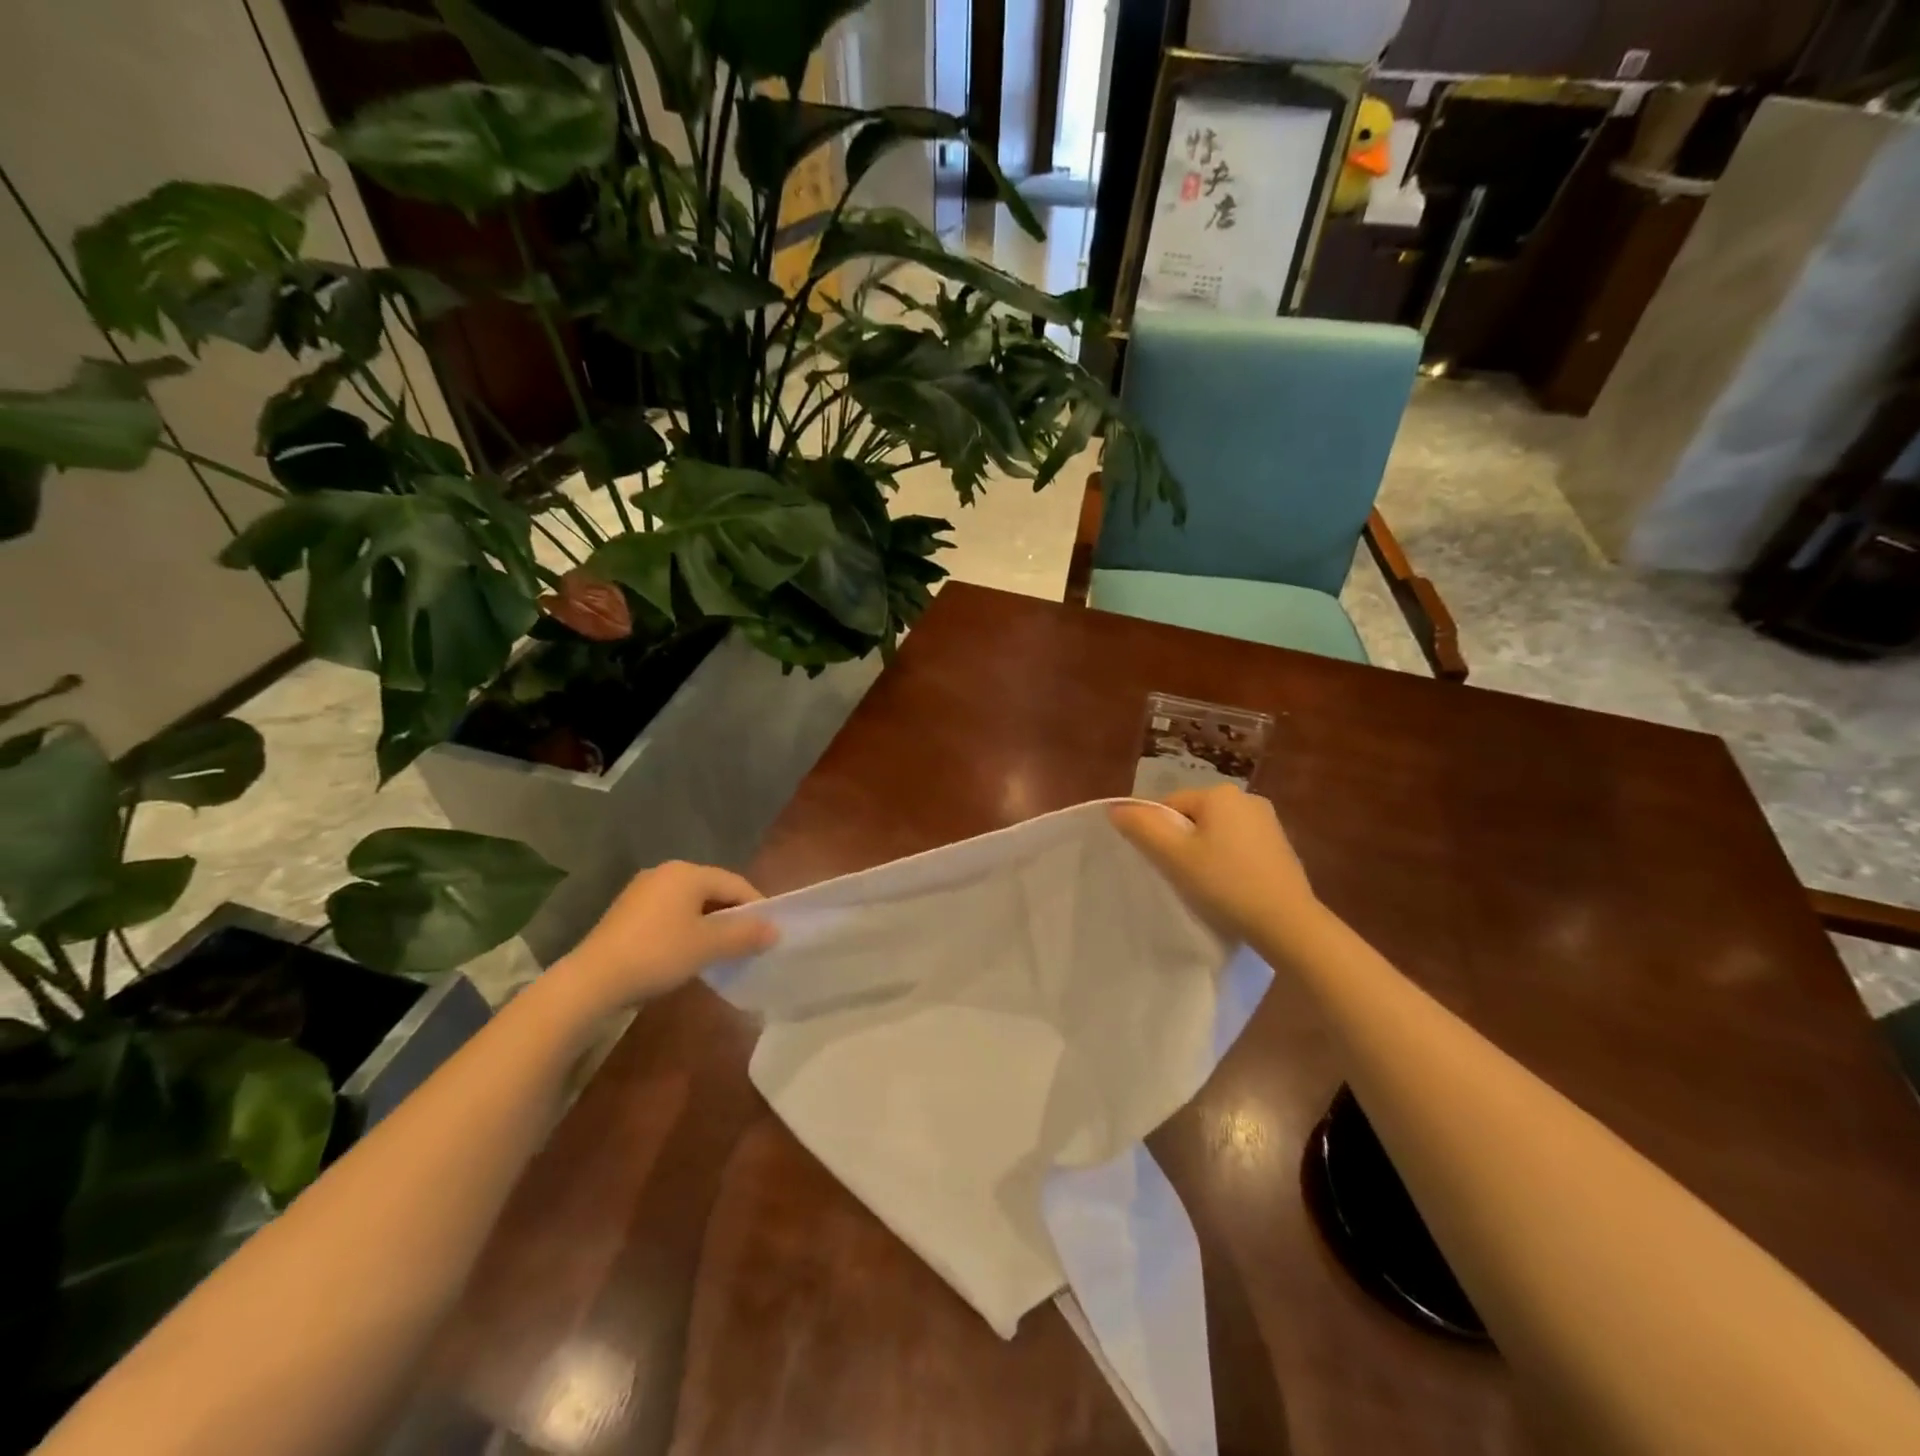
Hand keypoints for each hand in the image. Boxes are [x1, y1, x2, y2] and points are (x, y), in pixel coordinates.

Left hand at [553, 861, 777, 1015]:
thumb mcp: (708, 946)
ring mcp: (642, 891)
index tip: (768, 934)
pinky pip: (669, 914)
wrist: (592, 981)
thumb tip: (776, 930)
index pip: (736, 883)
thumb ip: (745, 935)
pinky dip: (685, 929)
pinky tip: (686, 953)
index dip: (757, 907)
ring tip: (719, 952)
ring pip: (690, 904)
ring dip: (709, 925)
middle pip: (713, 891)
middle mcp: (666, 872)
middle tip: (747, 944)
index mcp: (688, 872)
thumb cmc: (658, 954)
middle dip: (732, 916)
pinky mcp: (626, 912)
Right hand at [1111, 788, 1317, 941]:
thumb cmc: (1225, 884)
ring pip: (1216, 831)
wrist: (1287, 922)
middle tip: (1181, 876)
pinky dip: (1228, 861)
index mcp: (1219, 794)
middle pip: (1194, 817)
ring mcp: (1267, 821)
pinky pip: (1239, 845)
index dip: (1158, 834)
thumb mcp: (1174, 857)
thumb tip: (1116, 808)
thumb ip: (1142, 828)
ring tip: (1205, 885)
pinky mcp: (1280, 844)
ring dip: (1205, 852)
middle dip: (1183, 842)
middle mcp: (1246, 798)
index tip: (1161, 864)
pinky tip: (1230, 886)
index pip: (1169, 805)